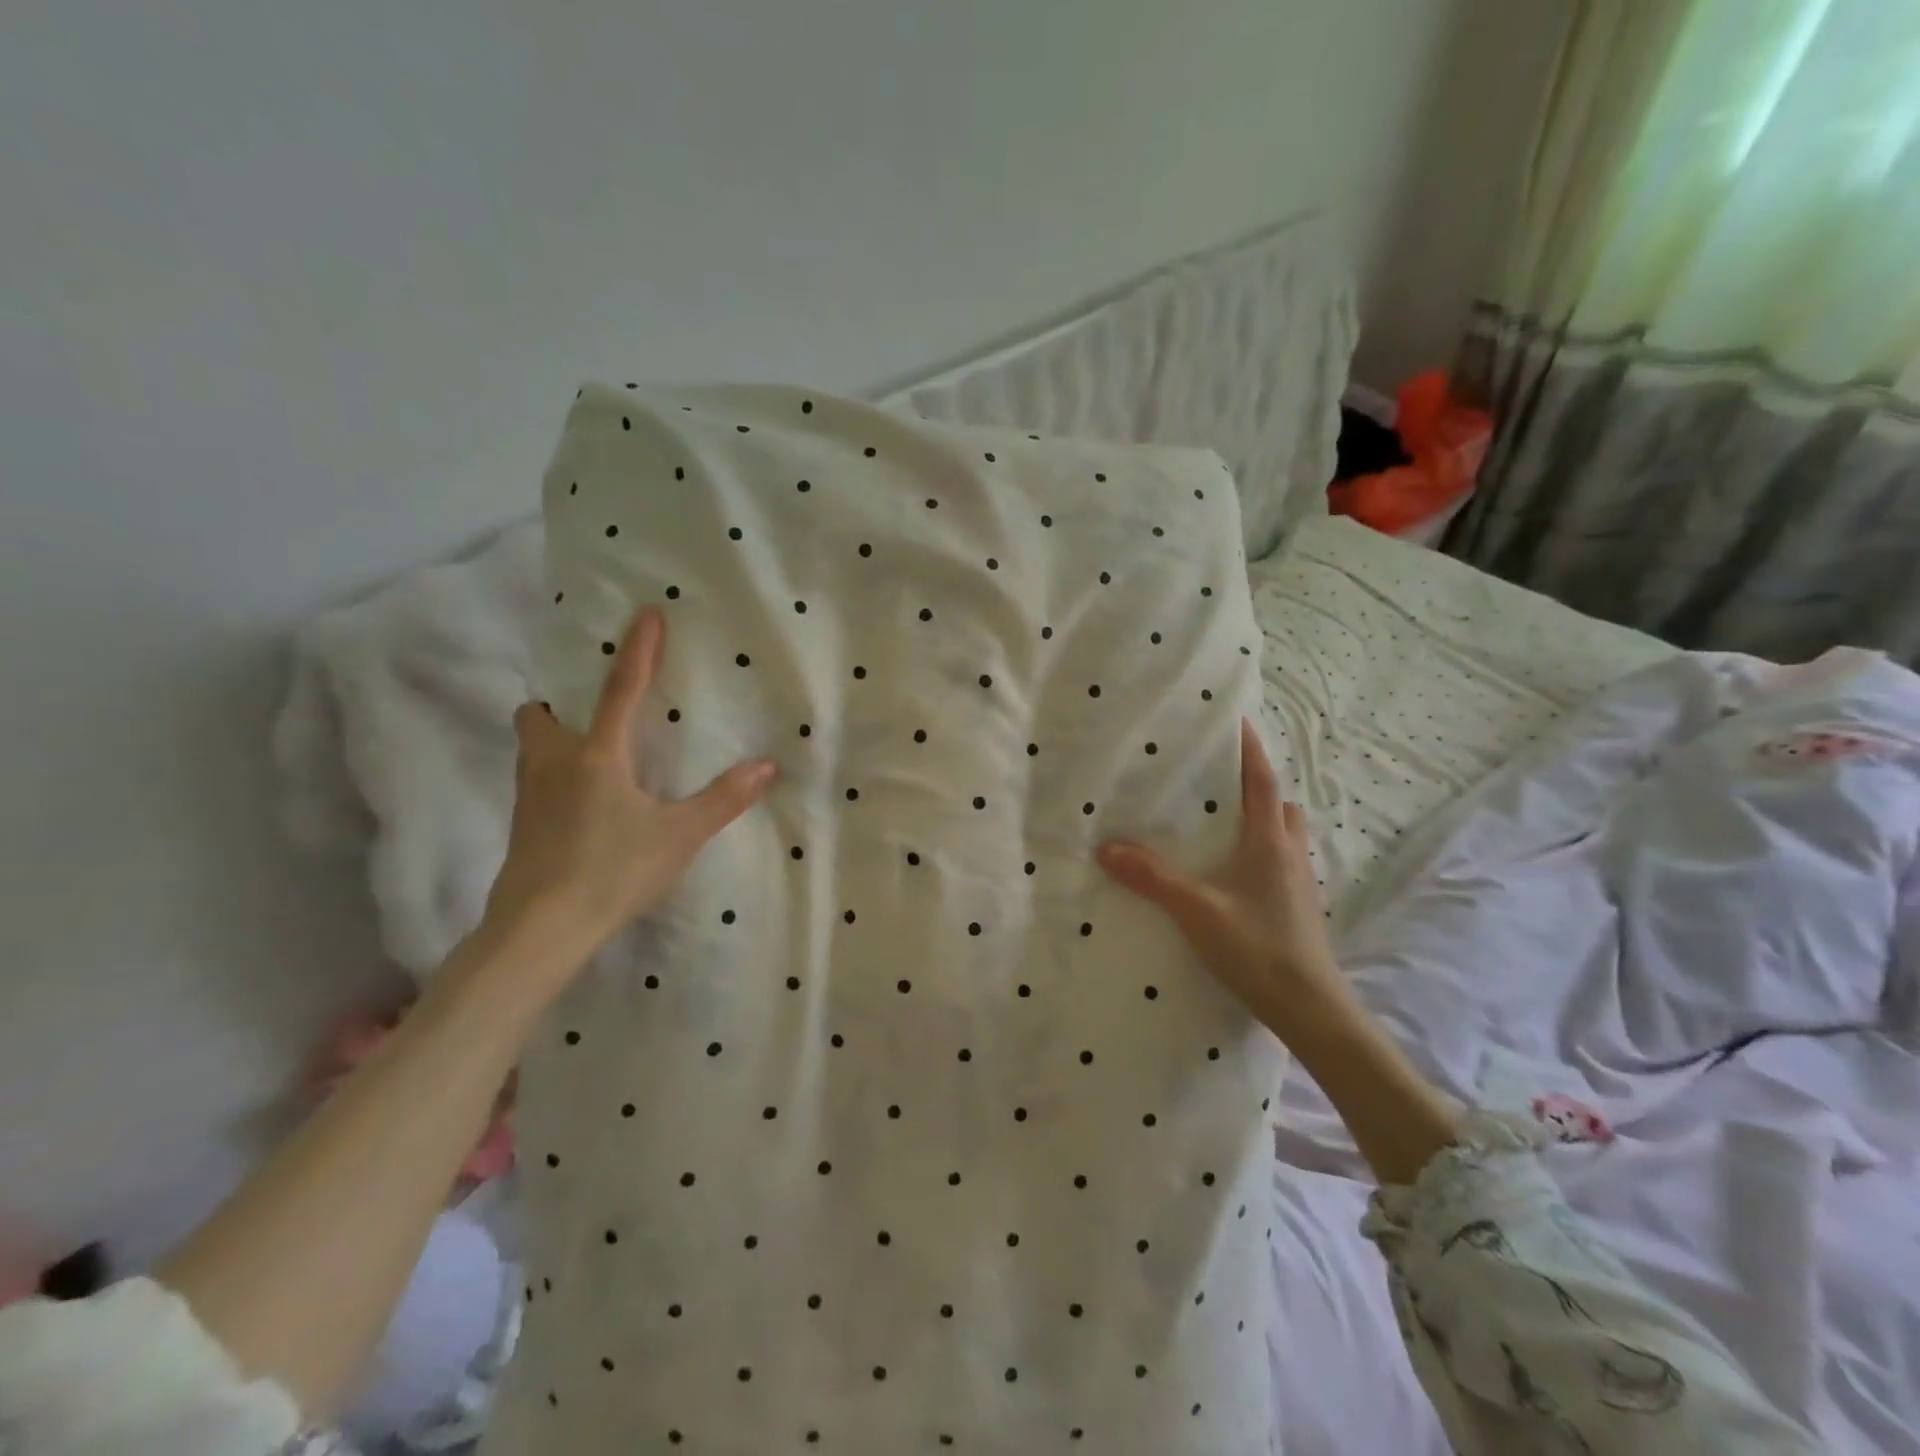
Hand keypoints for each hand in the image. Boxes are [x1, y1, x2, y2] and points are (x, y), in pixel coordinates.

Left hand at [482, 607, 777, 970]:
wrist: (540, 929)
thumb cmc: (613, 871)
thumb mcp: (679, 836)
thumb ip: (723, 799)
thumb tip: (766, 766)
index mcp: (597, 756)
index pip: (621, 690)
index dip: (637, 650)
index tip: (645, 613)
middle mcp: (554, 765)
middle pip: (540, 716)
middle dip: (559, 705)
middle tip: (590, 714)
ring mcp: (528, 798)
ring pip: (531, 751)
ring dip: (552, 740)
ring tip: (589, 757)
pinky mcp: (520, 829)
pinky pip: (532, 784)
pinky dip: (551, 778)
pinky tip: (579, 807)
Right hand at [1097, 719, 1346, 1035]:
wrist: (1311, 1009)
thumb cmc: (1257, 949)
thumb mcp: (1196, 911)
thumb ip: (1152, 878)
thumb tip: (1107, 848)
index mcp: (1269, 843)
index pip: (1262, 782)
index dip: (1250, 750)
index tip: (1237, 721)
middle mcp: (1290, 854)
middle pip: (1280, 805)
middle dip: (1258, 786)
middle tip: (1222, 781)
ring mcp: (1300, 883)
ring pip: (1285, 835)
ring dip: (1263, 820)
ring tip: (1225, 825)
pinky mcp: (1300, 908)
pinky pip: (1282, 862)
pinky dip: (1263, 852)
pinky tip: (1235, 875)